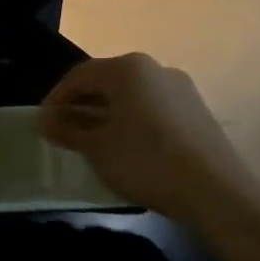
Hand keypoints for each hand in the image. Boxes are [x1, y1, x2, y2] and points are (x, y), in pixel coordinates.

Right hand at [38, 53, 250, 222]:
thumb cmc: (144, 160)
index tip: (44, 122)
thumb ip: (67, 130)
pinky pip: (153, 108)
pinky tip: (127, 147)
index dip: (56, 98)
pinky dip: (133, 121)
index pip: (79, 75)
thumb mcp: (95, 147)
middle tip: (65, 130)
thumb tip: (45, 121)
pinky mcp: (197, 111)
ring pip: (132, 95)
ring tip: (94, 141)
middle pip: (107, 81)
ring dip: (108, 113)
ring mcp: (181, 89)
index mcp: (127, 68)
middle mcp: (155, 68)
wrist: (215, 191)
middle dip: (82, 104)